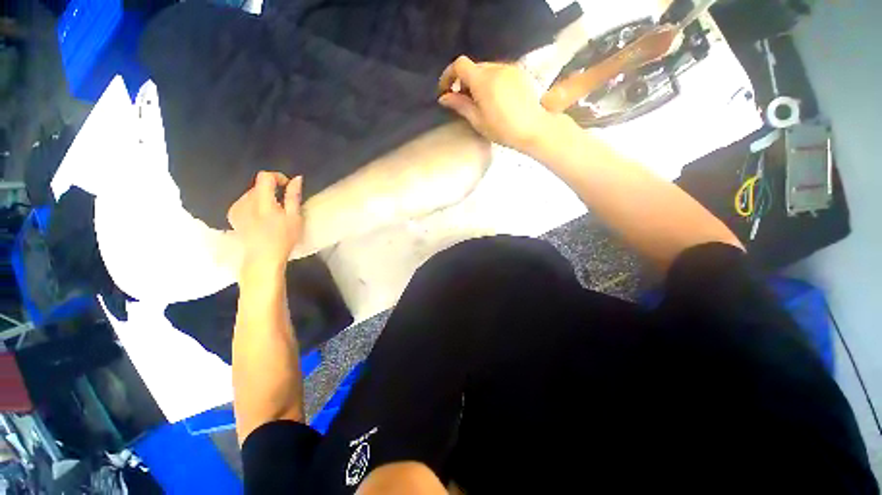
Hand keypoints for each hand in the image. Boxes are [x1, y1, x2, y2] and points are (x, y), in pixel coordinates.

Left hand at [228, 171, 302, 272]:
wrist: (263, 258)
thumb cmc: (284, 239)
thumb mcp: (295, 218)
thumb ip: (293, 196)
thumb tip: (297, 178)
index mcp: (262, 202)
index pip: (265, 177)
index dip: (277, 177)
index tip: (287, 187)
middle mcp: (245, 202)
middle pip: (259, 185)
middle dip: (272, 190)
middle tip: (283, 205)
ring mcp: (236, 208)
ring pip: (252, 193)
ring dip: (263, 197)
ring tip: (273, 213)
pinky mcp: (232, 214)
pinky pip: (245, 201)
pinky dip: (254, 204)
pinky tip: (261, 217)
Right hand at [437, 55, 565, 152]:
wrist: (533, 128)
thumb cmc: (503, 129)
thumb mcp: (477, 120)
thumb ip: (460, 105)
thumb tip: (444, 97)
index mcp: (482, 80)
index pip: (459, 65)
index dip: (449, 75)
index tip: (445, 90)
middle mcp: (495, 68)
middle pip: (473, 67)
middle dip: (463, 81)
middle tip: (462, 101)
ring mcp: (509, 68)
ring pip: (486, 69)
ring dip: (478, 81)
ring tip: (480, 102)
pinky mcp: (519, 73)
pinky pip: (499, 72)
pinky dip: (491, 81)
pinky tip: (495, 99)